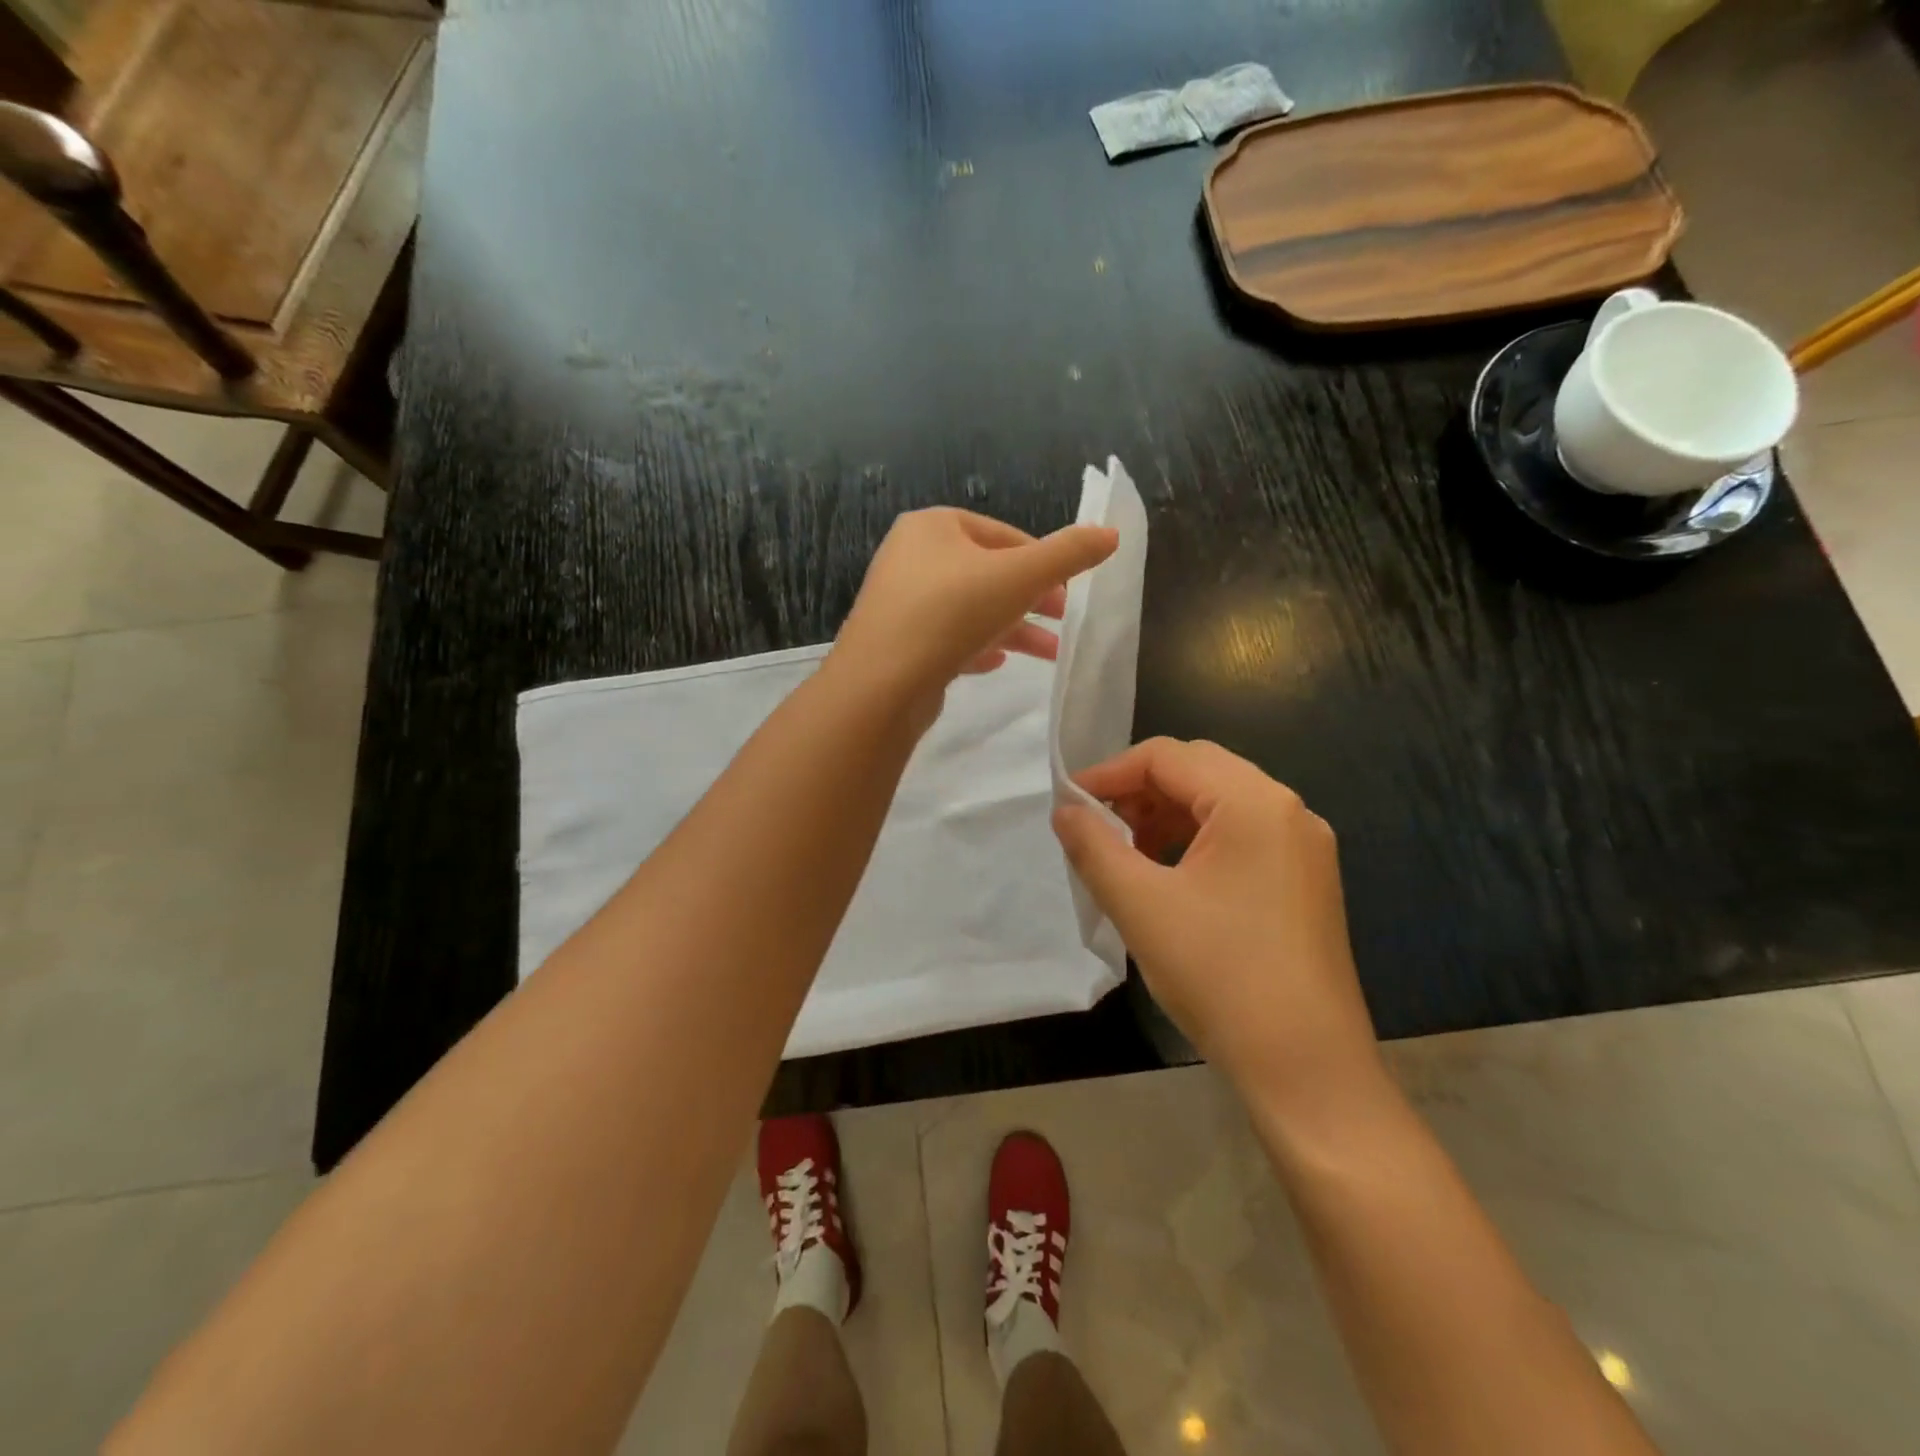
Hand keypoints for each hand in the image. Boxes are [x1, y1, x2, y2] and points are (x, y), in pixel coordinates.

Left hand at [831, 508, 1117, 725]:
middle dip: (1031, 599)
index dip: (1043, 561)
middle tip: (1065, 621)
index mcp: (933, 526)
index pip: (1003, 535)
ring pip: (969, 609)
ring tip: (1048, 653)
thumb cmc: (952, 612)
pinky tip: (996, 664)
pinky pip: (945, 638)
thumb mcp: (1020, 576)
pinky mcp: (896, 642)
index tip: (1070, 589)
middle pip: (986, 573)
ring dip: (1012, 628)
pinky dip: (976, 646)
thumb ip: (1068, 554)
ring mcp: (899, 602)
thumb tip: (1111, 534)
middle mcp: (910, 556)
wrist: (881, 682)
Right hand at [1052, 738, 1381, 1111]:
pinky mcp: (1305, 880)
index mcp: (1254, 803)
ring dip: (1166, 815)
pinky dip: (1196, 841)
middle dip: (1139, 791)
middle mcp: (1288, 810)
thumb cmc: (1219, 975)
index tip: (1068, 804)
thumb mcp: (1140, 904)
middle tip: (1096, 825)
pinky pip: (1241, 836)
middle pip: (1199, 771)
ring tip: (1127, 852)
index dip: (1110, 773)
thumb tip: (1064, 810)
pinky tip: (1170, 876)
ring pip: (1220, 803)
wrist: (1306, 1068)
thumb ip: (1094, 846)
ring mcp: (1304, 846)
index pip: (1168, 757)